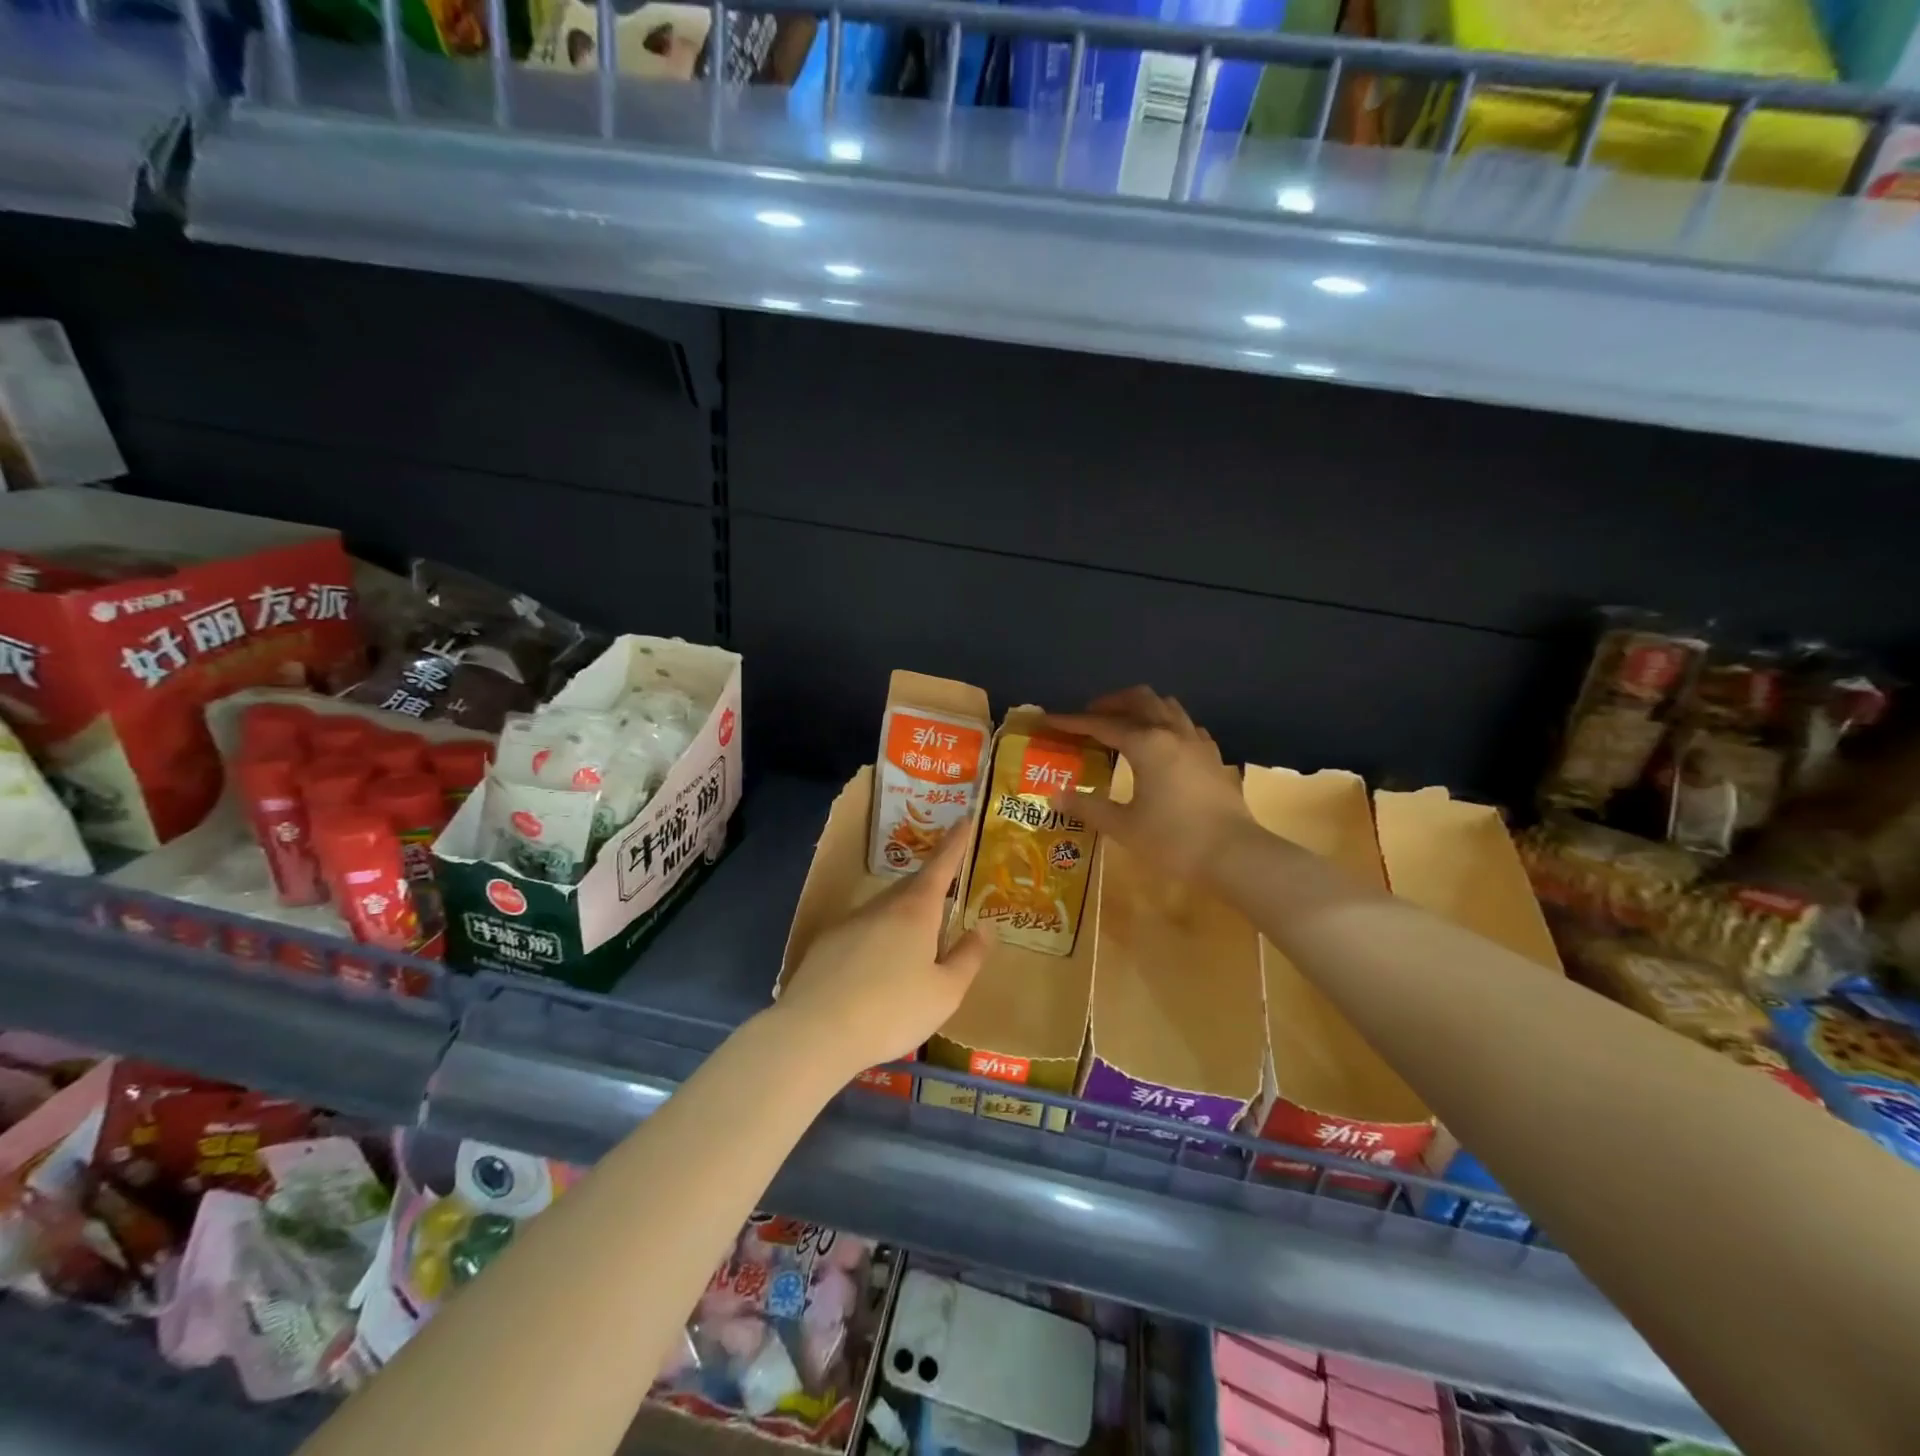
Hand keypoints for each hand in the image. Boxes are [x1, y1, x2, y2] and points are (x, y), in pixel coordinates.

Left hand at [777, 826, 988, 1079]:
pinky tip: (878, 970)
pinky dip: (878, 939)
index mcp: (916, 910)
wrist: (815, 1032)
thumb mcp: (946, 992)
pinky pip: (863, 931)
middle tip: (948, 892)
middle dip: (931, 885)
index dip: (955, 843)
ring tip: (917, 943)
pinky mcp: (825, 944)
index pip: (941, 865)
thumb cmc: (892, 1010)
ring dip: (904, 916)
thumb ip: (968, 957)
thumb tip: (984, 928)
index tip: (964, 819)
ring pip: (885, 909)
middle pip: (912, 886)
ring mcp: (849, 923)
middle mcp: (882, 906)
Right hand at [1044, 686, 1258, 883]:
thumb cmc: (1174, 840)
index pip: (1102, 724)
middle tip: (1090, 716)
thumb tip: (1055, 794)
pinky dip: (1167, 725)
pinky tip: (1162, 745)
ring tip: (1124, 725)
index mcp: (1147, 744)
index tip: (1050, 720)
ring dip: (1142, 708)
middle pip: (1140, 699)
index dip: (1073, 722)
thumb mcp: (1124, 827)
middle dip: (1111, 703)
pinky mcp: (1214, 758)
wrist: (1236, 855)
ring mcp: (1198, 743)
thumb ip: (1088, 806)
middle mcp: (1172, 733)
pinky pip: (1187, 726)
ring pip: (1167, 707)